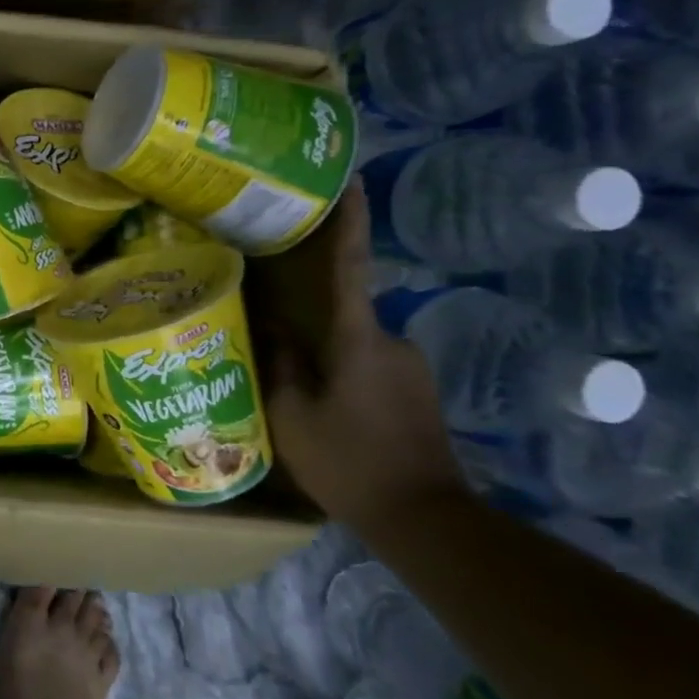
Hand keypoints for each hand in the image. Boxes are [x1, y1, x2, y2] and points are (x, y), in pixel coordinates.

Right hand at [248, 188, 463, 531]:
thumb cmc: (349, 462)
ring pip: (353, 346)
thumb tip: (272, 328)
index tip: (351, 179)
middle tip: (273, 335)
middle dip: (310, 322)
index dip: (349, 222)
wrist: (425, 518)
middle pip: (343, 315)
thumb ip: (281, 365)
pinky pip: (369, 368)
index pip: (351, 267)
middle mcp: (392, 342)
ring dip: (326, 358)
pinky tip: (326, 412)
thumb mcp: (293, 416)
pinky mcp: (417, 393)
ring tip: (297, 389)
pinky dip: (344, 378)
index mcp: (358, 340)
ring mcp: (410, 368)